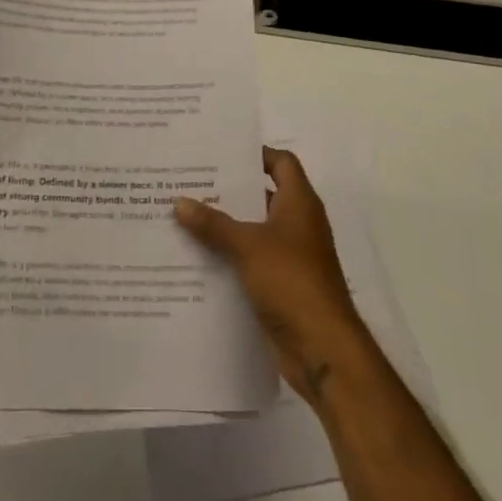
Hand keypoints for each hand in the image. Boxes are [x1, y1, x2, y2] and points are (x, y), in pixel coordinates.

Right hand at [174, 147, 369, 406]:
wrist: (322, 348)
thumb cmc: (291, 281)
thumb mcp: (248, 246)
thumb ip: (214, 224)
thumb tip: (179, 202)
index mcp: (299, 203)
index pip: (281, 162)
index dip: (255, 153)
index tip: (219, 152)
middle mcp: (297, 224)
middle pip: (261, 195)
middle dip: (227, 191)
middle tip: (188, 181)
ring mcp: (289, 256)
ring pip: (251, 230)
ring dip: (223, 226)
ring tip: (182, 215)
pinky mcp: (278, 285)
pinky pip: (248, 261)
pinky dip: (226, 257)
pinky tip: (193, 256)